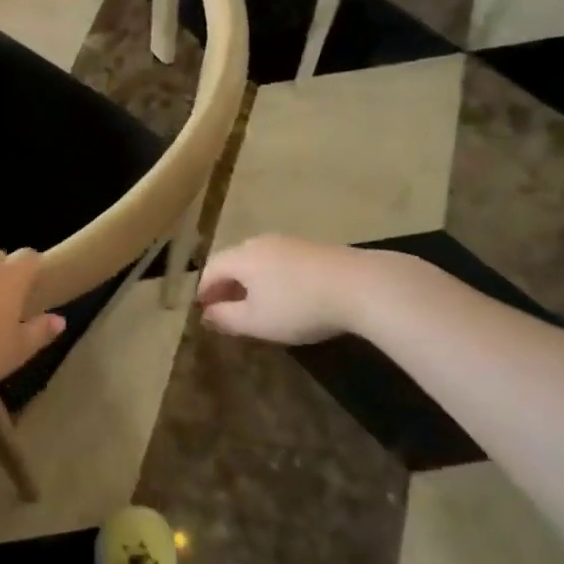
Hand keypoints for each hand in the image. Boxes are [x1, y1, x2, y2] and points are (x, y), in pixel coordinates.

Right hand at [197, 235, 360, 344]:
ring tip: (256, 305)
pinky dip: (272, 278)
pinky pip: (280, 262)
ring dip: (250, 282)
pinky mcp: (313, 248)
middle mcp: (260, 243)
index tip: (203, 311)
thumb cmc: (299, 306)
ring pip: (258, 260)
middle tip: (226, 310)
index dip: (204, 291)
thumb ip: (226, 318)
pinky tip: (286, 296)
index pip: (211, 269)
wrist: (360, 286)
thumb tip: (207, 314)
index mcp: (241, 257)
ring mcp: (289, 242)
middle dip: (226, 285)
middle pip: (234, 261)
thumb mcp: (257, 321)